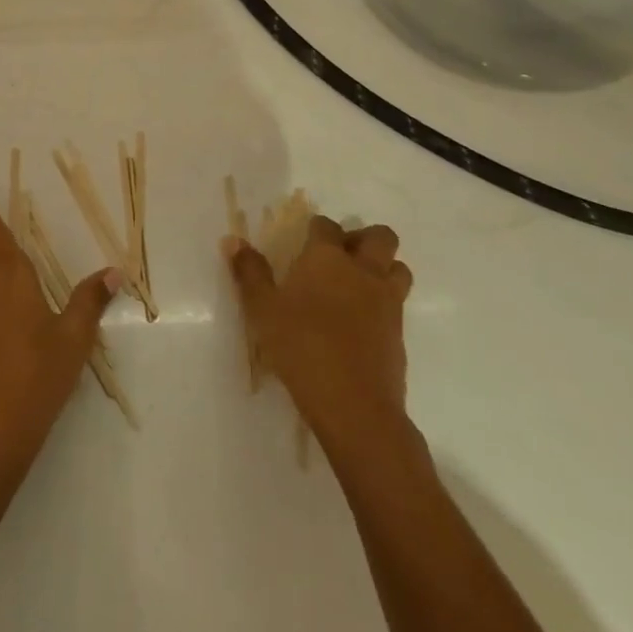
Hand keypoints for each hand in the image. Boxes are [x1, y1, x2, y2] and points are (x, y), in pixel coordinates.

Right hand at [224, 218, 414, 451]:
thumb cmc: (302, 347)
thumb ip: (250, 272)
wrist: (354, 406)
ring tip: (357, 285)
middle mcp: (363, 271)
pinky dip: (383, 303)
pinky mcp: (399, 334)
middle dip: (363, 238)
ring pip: (398, 268)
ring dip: (383, 268)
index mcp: (327, 258)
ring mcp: (387, 302)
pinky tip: (360, 323)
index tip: (304, 241)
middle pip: (381, 237)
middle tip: (340, 256)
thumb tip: (233, 240)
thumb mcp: (263, 310)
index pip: (327, 225)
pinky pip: (398, 304)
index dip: (316, 228)